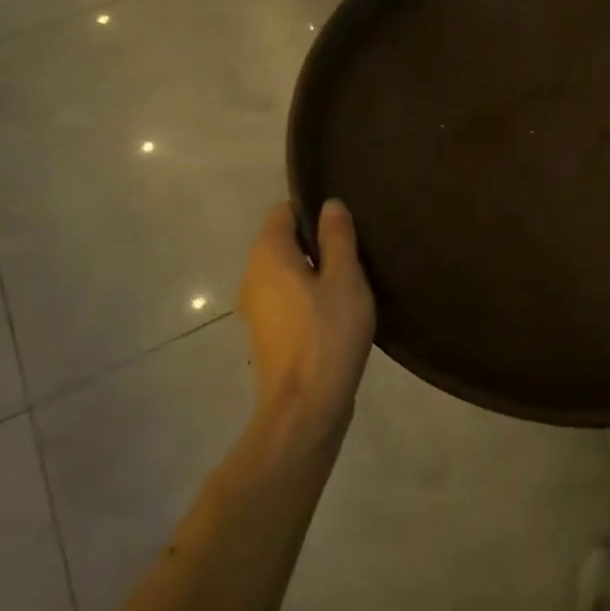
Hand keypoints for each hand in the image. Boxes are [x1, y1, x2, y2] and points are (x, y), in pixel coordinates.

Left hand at [237, 200, 375, 430]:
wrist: (306, 406)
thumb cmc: (329, 333)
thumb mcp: (345, 278)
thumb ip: (338, 238)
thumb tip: (330, 204)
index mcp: (268, 255)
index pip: (283, 212)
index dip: (313, 210)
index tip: (345, 222)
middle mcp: (253, 276)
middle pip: (283, 242)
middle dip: (316, 241)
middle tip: (356, 251)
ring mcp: (256, 308)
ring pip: (286, 273)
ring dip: (314, 271)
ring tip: (352, 279)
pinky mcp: (266, 333)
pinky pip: (286, 298)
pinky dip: (307, 295)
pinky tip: (337, 310)